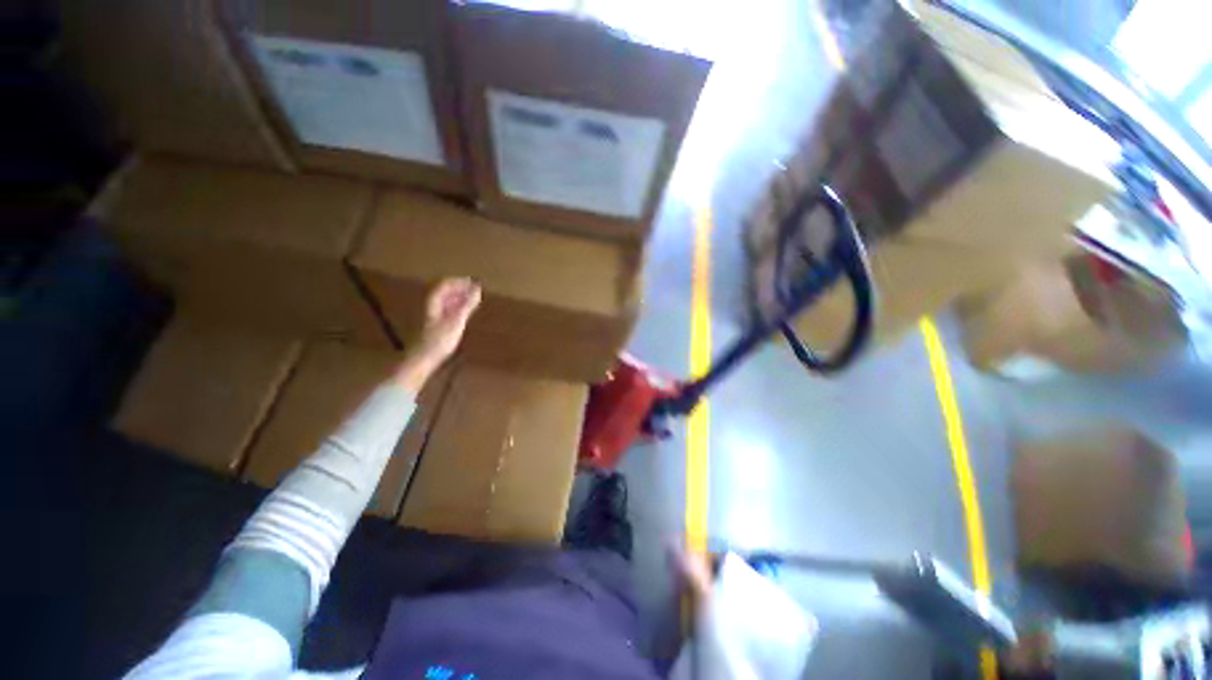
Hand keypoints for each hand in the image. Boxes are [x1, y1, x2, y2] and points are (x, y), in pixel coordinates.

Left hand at [418, 277, 481, 362]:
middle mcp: (431, 306)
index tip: (473, 282)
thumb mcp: (456, 321)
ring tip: (473, 299)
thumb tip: (477, 289)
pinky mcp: (435, 326)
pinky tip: (465, 312)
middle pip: (445, 292)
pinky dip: (457, 307)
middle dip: (460, 289)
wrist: (423, 359)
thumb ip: (467, 304)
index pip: (445, 284)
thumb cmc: (439, 340)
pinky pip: (447, 310)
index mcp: (433, 302)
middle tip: (475, 289)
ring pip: (446, 301)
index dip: (459, 281)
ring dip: (459, 298)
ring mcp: (432, 316)